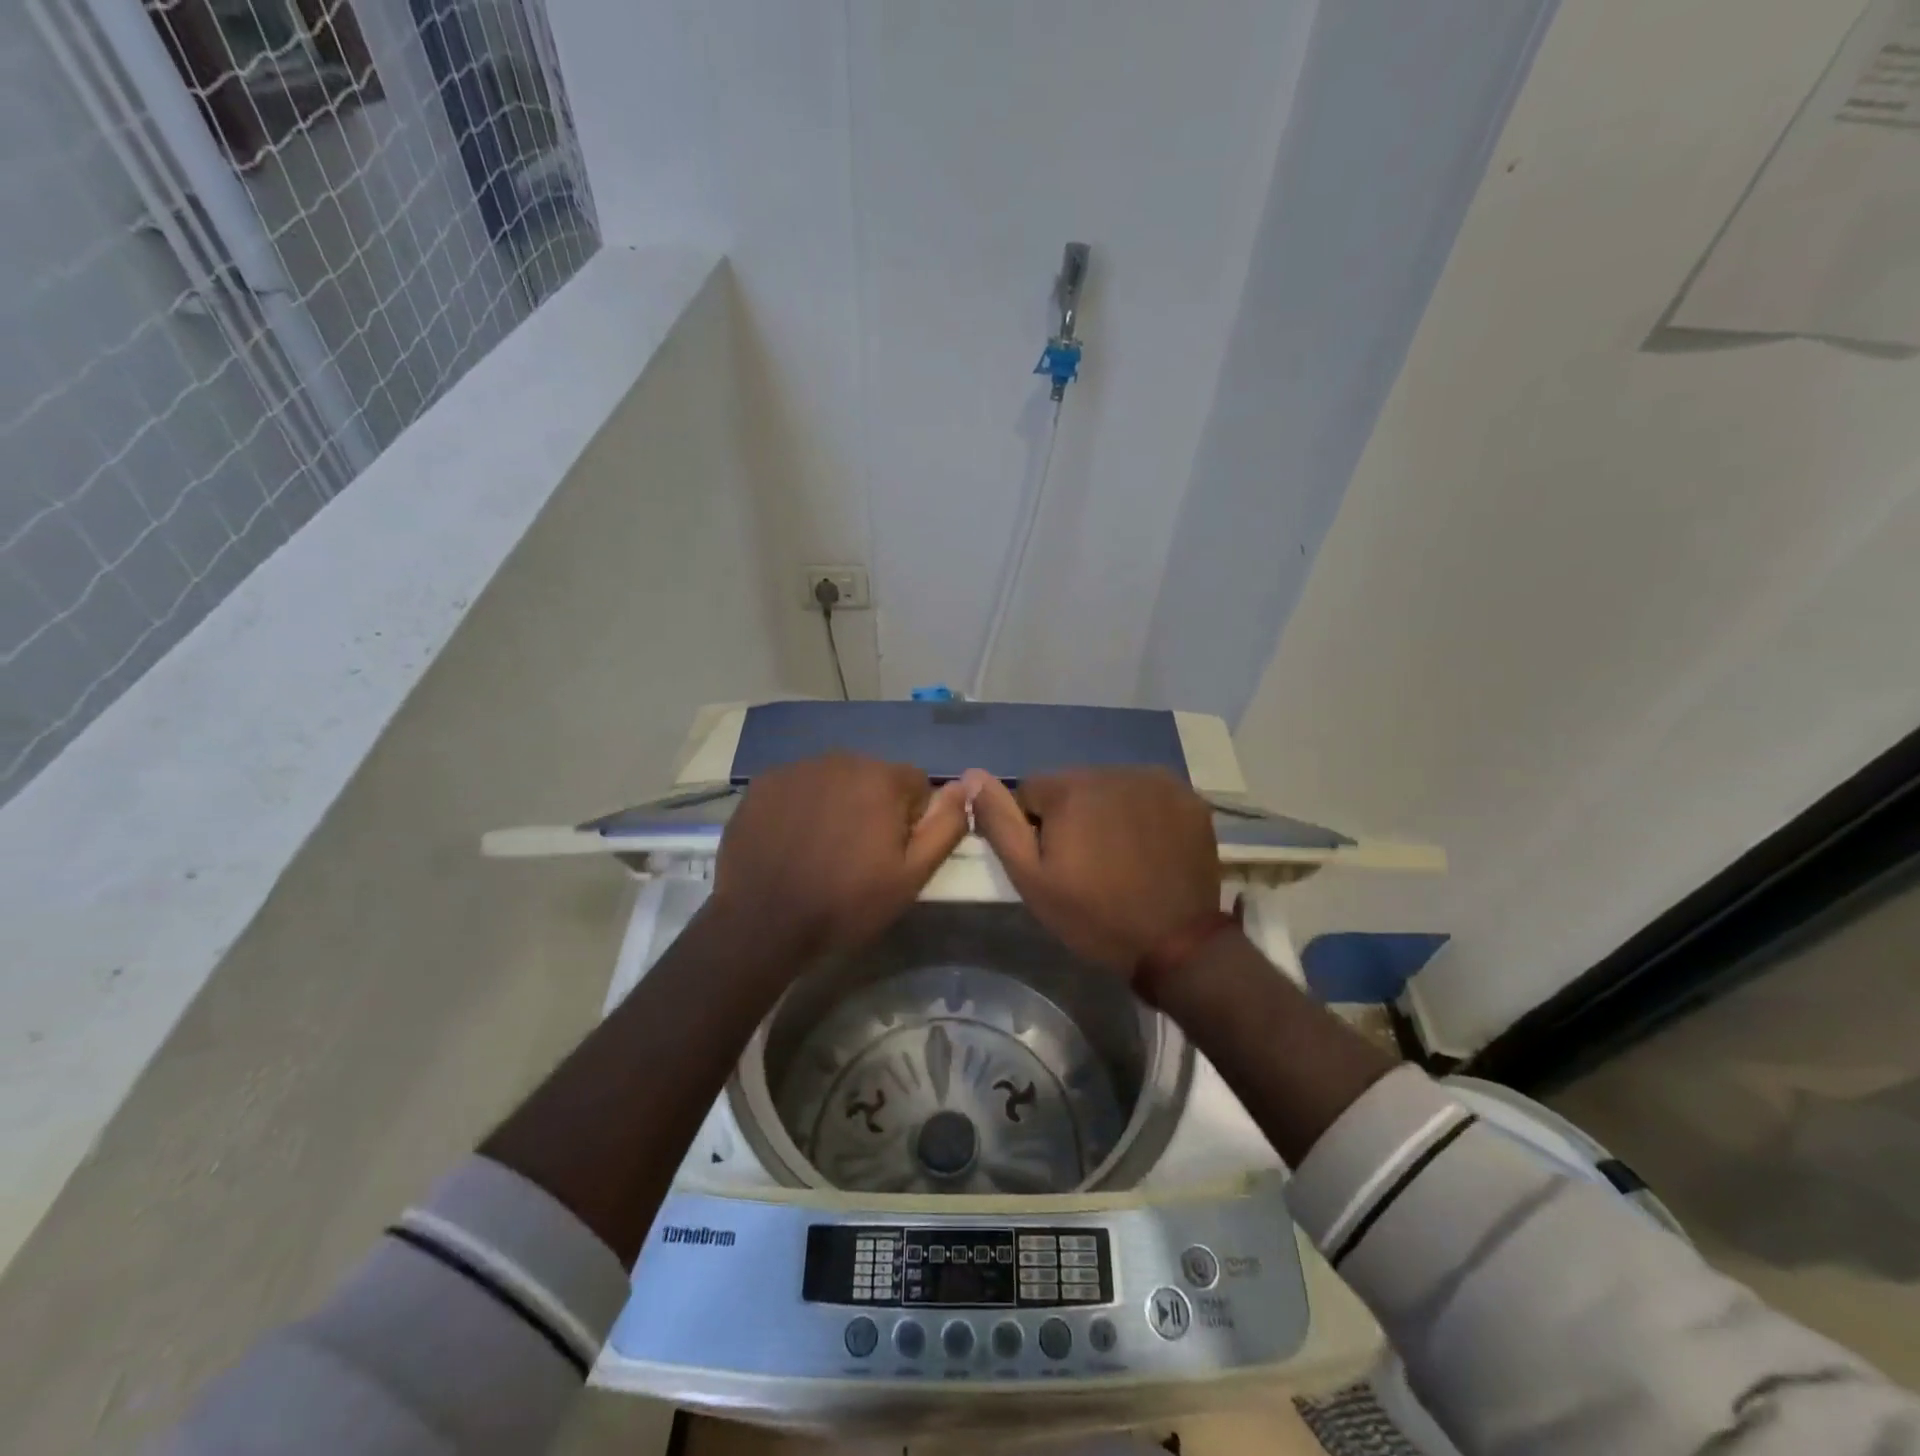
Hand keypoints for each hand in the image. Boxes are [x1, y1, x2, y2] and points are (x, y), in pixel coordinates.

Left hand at [711, 754, 969, 958]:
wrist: (762, 923)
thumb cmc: (846, 903)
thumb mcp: (912, 876)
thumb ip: (945, 826)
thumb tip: (964, 786)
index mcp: (881, 778)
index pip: (915, 784)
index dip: (911, 820)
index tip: (892, 853)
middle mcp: (841, 759)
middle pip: (874, 777)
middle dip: (874, 807)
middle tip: (858, 854)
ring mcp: (797, 768)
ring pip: (836, 780)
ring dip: (838, 803)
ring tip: (823, 848)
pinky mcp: (764, 783)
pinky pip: (799, 786)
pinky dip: (803, 806)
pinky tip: (792, 840)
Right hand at [964, 767, 1221, 973]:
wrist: (1176, 944)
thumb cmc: (1093, 915)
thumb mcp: (1031, 879)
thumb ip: (999, 823)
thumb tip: (972, 775)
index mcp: (1070, 787)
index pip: (1032, 790)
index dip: (1036, 827)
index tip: (1055, 862)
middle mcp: (1113, 771)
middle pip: (1074, 785)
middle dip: (1073, 815)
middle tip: (1088, 863)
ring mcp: (1156, 781)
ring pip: (1111, 787)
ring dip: (1107, 811)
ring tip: (1120, 856)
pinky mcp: (1188, 796)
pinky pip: (1149, 794)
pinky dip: (1144, 813)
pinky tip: (1150, 847)